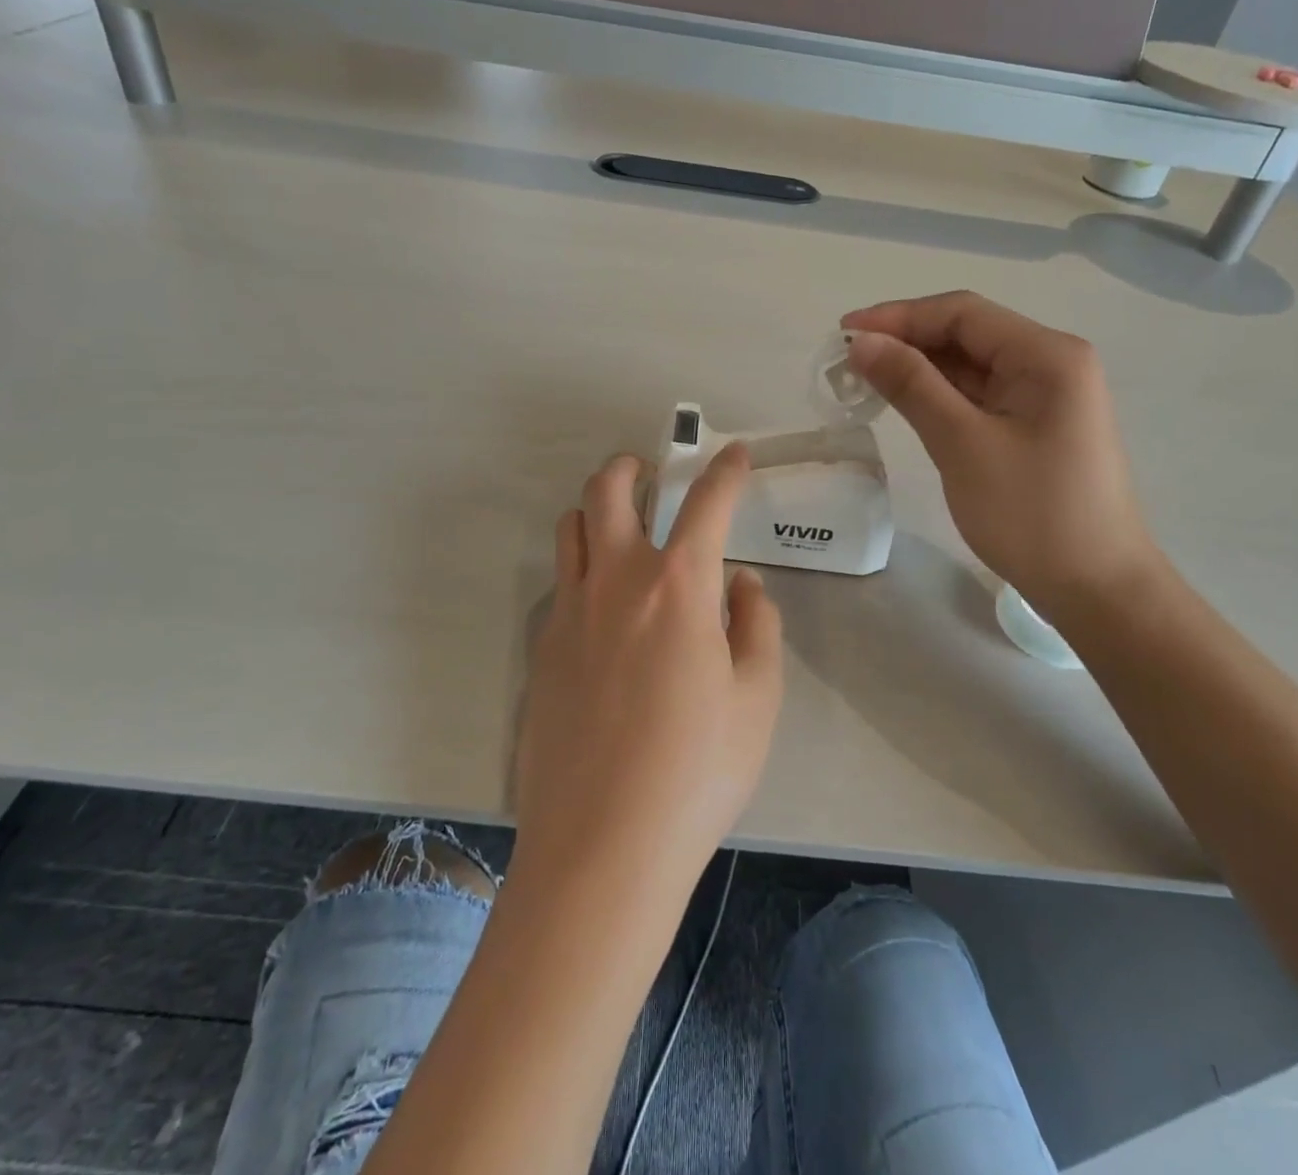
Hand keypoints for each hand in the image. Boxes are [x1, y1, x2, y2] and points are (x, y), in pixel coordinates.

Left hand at [514, 446, 783, 894]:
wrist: (603, 844)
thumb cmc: (697, 770)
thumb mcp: (757, 698)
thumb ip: (756, 626)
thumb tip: (740, 584)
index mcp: (678, 586)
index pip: (706, 504)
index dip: (724, 471)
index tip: (732, 453)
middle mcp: (616, 582)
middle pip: (608, 491)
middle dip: (629, 467)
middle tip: (648, 472)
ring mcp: (569, 613)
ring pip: (570, 529)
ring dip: (595, 512)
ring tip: (620, 532)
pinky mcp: (541, 650)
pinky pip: (559, 585)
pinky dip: (581, 572)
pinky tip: (602, 612)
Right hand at [843, 291, 1160, 620]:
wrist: (1095, 588)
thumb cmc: (1031, 514)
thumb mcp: (963, 444)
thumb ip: (911, 385)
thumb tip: (863, 342)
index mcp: (1047, 355)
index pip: (962, 313)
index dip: (898, 316)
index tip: (844, 334)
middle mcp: (1050, 363)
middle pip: (967, 334)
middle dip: (906, 341)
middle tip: (847, 362)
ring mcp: (1044, 397)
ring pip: (970, 366)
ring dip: (918, 369)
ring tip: (863, 380)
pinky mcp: (1034, 427)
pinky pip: (979, 396)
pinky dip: (938, 396)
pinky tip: (903, 403)